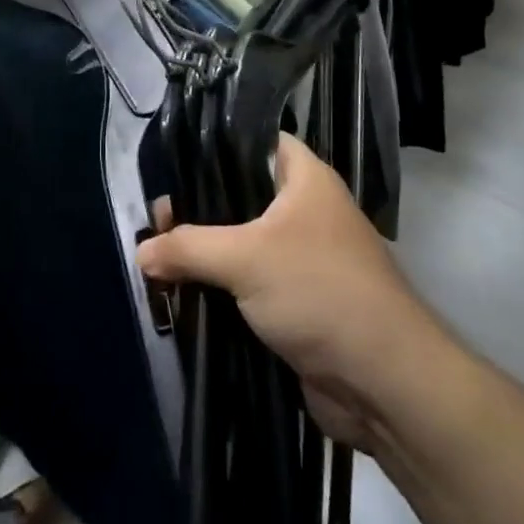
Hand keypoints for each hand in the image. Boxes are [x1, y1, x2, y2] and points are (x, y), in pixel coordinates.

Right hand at [138, 135, 434, 450]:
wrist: (383, 381)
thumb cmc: (319, 291)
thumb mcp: (245, 258)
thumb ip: (187, 248)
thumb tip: (141, 253)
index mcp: (305, 178)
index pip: (253, 141)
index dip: (213, 148)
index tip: (171, 166)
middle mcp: (305, 210)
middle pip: (240, 195)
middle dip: (199, 209)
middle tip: (156, 222)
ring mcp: (302, 257)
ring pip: (242, 242)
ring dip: (206, 254)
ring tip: (159, 257)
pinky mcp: (297, 301)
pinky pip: (249, 282)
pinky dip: (220, 288)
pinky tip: (183, 293)